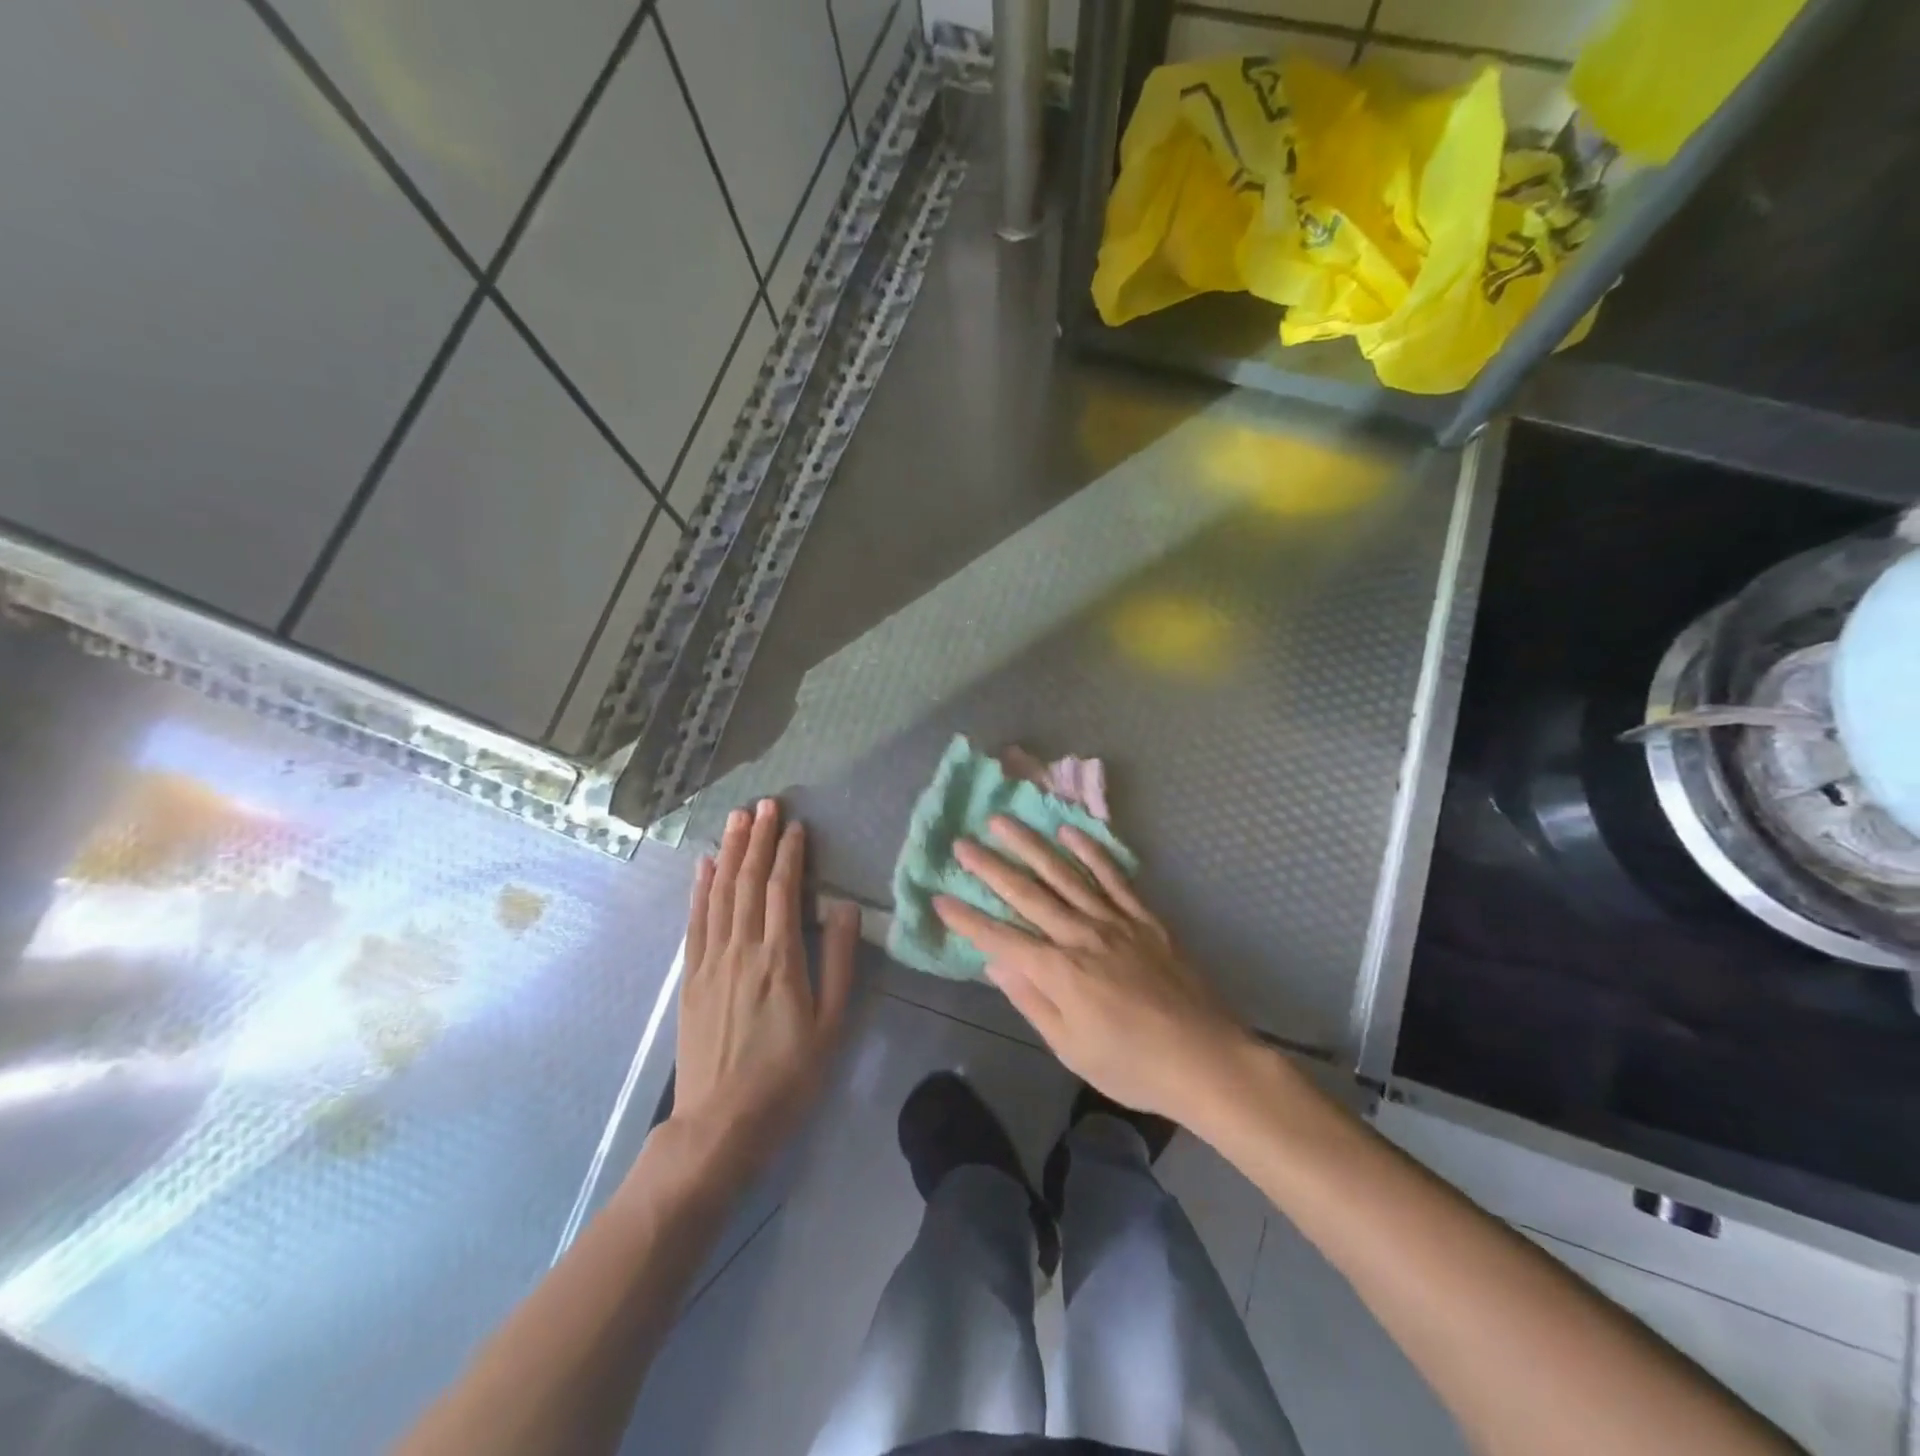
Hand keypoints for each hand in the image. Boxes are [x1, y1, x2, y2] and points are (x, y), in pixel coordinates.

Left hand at [669, 799, 858, 1184]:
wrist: (721, 1125)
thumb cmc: (788, 1076)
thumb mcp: (832, 1023)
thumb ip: (840, 961)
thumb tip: (844, 908)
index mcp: (781, 958)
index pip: (783, 889)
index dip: (789, 853)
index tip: (795, 825)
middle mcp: (742, 949)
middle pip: (748, 882)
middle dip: (758, 839)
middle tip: (765, 804)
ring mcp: (711, 961)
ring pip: (720, 893)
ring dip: (729, 853)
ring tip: (737, 820)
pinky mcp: (691, 978)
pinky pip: (695, 922)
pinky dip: (699, 889)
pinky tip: (703, 866)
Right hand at [933, 817, 1252, 1125]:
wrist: (1205, 1058)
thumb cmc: (1132, 1065)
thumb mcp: (1071, 1048)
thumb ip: (1031, 1001)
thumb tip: (995, 965)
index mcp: (1059, 972)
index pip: (1001, 939)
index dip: (968, 919)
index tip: (940, 898)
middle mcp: (1081, 936)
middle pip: (1027, 894)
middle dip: (990, 868)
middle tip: (961, 844)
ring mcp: (1114, 921)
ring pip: (1064, 874)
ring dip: (1030, 846)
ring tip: (1003, 822)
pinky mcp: (1143, 916)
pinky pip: (1112, 876)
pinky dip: (1090, 851)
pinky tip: (1069, 831)